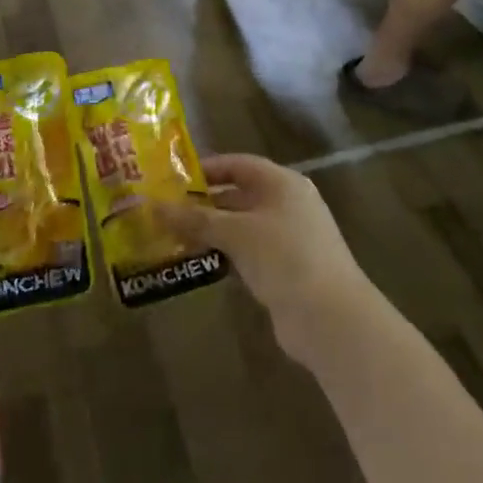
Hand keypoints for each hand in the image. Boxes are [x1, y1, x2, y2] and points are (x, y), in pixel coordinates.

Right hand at [153, 154, 373, 364]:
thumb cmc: (284, 257)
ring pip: (240, 226)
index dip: (207, 168)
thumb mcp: (236, 233)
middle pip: (238, 195)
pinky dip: (224, 254)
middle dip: (203, 203)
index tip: (173, 178)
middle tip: (165, 210)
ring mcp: (287, 239)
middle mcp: (286, 205)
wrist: (330, 318)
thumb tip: (152, 206)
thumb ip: (195, 219)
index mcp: (282, 184)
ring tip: (172, 236)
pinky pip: (246, 253)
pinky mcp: (284, 270)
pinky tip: (197, 262)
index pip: (238, 164)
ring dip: (210, 232)